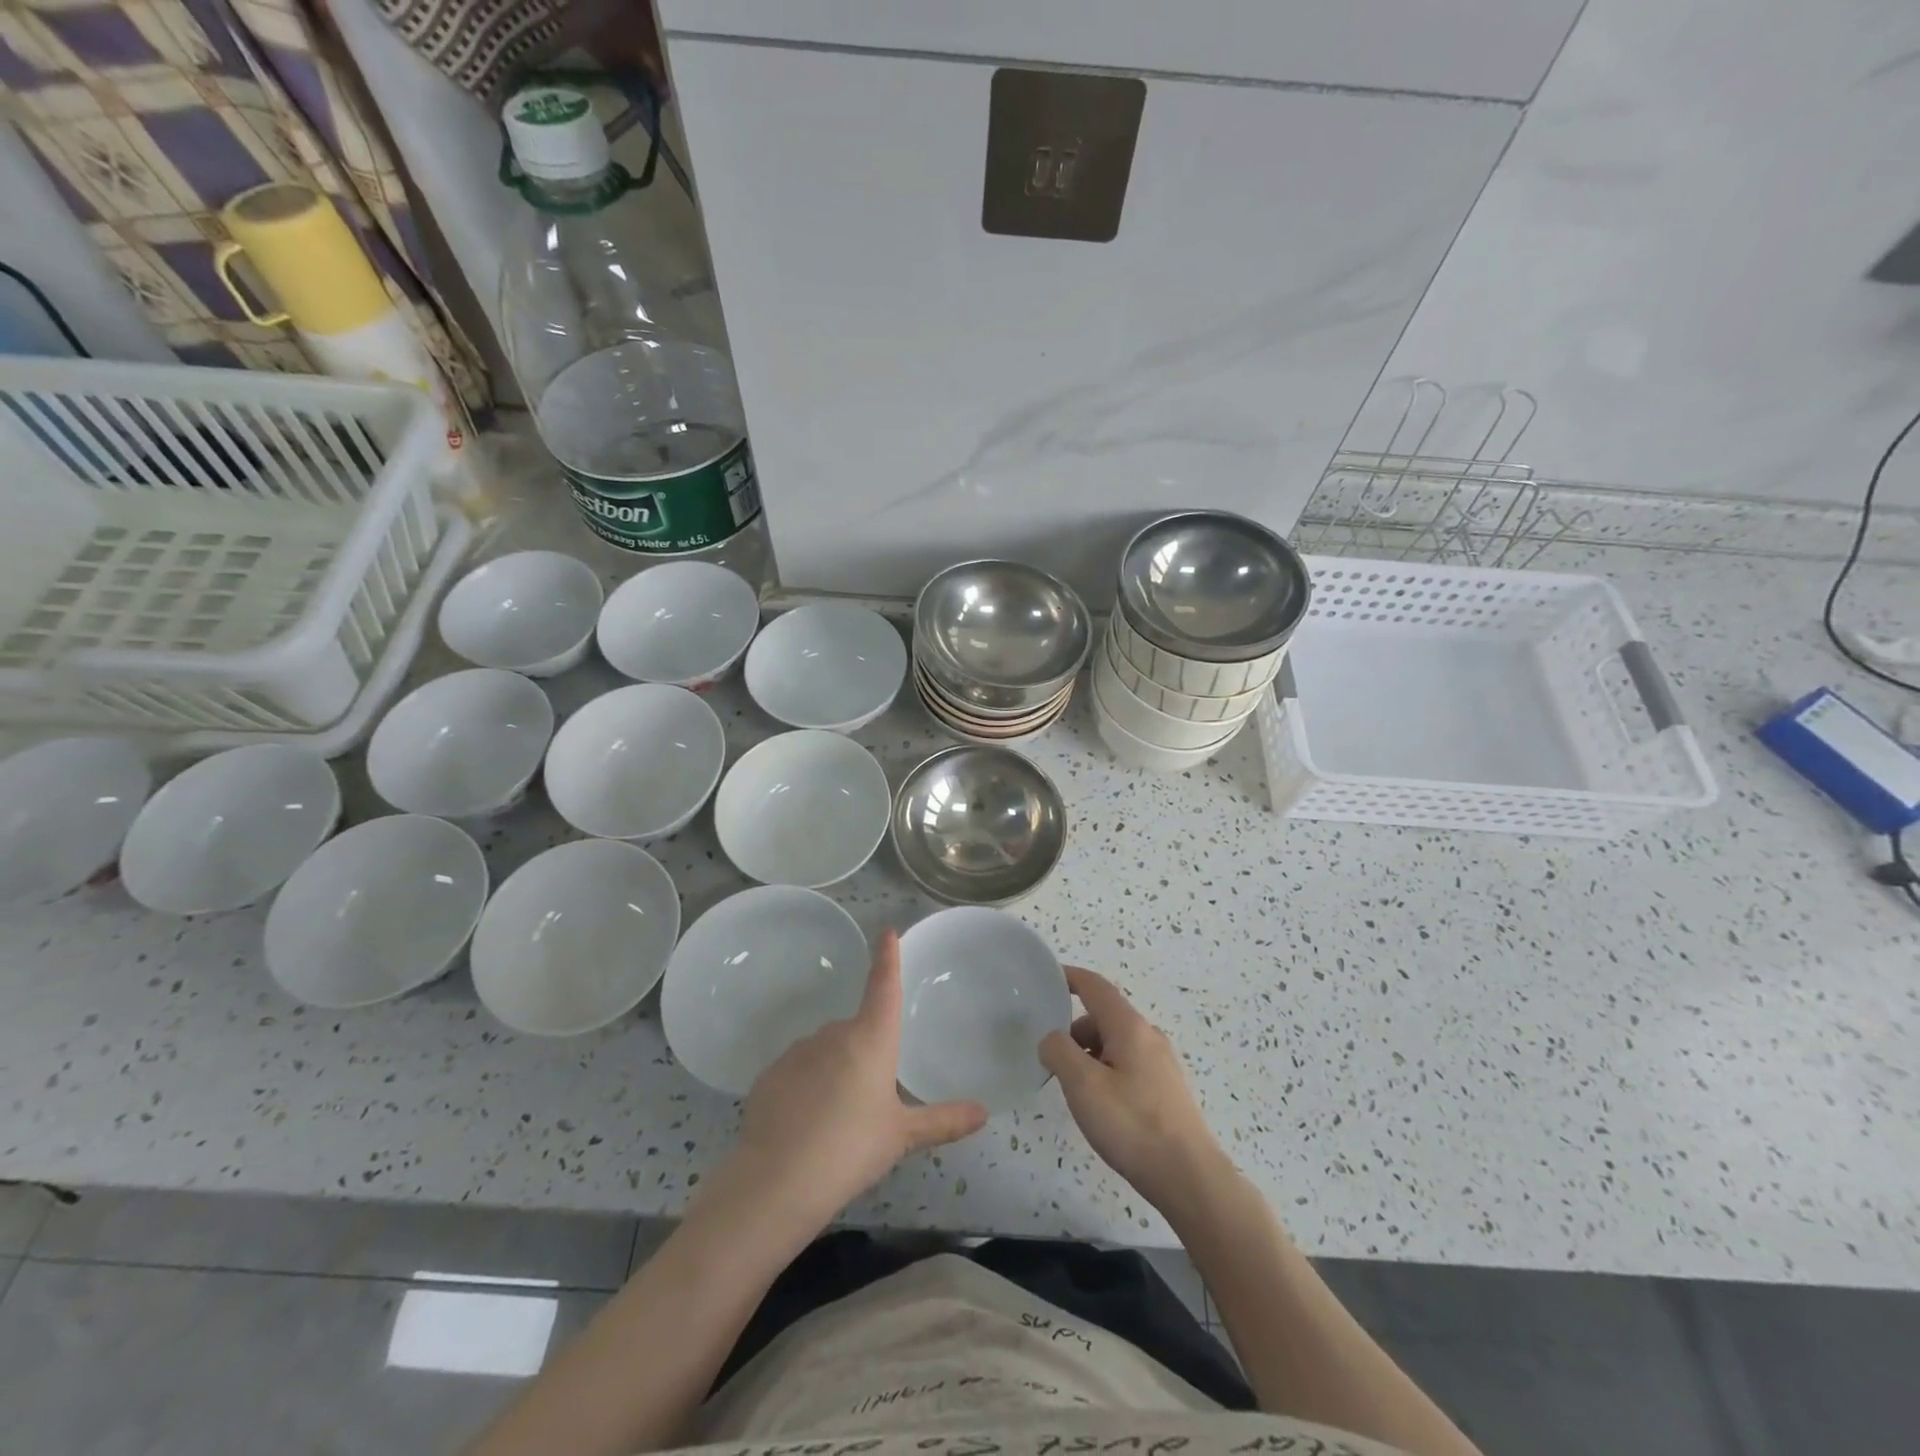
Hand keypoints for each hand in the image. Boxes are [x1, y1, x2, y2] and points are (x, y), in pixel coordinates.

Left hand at [732, 929, 987, 1225]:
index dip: (888, 957)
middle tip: (871, 1100)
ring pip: (826, 1052)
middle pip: (856, 1031)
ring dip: (835, 1071)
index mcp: (871, 1038)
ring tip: (837, 1120)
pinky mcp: (770, 1075)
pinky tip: (806, 1125)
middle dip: (865, 1054)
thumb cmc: (851, 1149)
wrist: (777, 1180)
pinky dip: (806, 1088)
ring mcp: (798, 1052)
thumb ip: (943, 1120)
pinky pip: (797, 1073)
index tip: (887, 931)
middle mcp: (834, 1034)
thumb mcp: (902, 1136)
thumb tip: (984, 1112)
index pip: (883, 985)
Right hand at [1040, 966, 1228, 1216]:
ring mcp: (1161, 1063)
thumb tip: (1051, 1038)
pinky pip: (1127, 1064)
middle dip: (1074, 1029)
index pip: (1095, 986)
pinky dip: (1105, 1070)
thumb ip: (1059, 1051)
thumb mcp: (1083, 1085)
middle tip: (1051, 1057)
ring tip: (1073, 1088)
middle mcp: (1149, 1036)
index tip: (1046, 979)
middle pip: (1104, 1016)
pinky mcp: (1166, 1089)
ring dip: (1089, 1053)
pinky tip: (1100, 1105)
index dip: (1069, 978)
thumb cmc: (1131, 1124)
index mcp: (1129, 1026)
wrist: (1188, 1177)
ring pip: (1116, 1043)